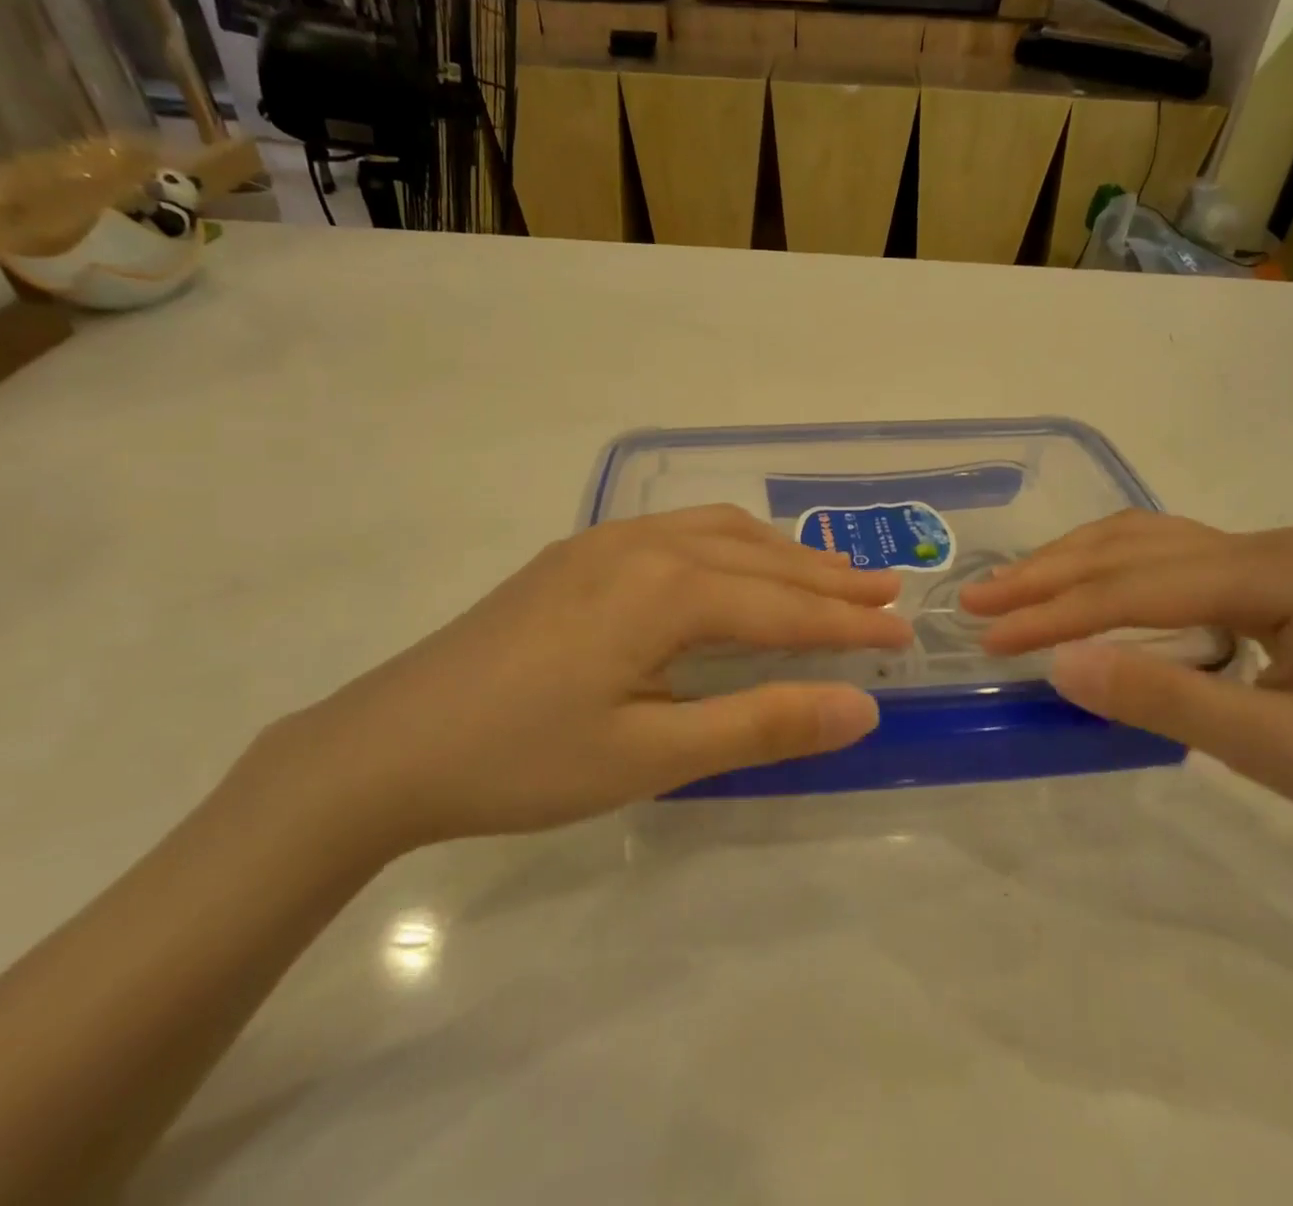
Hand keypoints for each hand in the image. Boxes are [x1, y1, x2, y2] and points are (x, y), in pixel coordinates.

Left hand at [270, 507, 912, 851]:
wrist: (387, 745)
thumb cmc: (523, 759)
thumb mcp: (652, 755)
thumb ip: (759, 723)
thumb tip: (860, 706)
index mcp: (665, 590)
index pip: (783, 606)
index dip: (848, 623)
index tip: (905, 633)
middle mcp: (642, 546)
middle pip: (757, 556)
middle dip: (827, 576)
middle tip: (886, 590)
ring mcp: (602, 544)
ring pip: (716, 532)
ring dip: (778, 552)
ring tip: (825, 571)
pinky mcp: (573, 557)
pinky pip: (674, 531)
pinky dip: (726, 543)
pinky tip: (729, 564)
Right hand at [961, 512, 1292, 851]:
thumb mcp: (1281, 749)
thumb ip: (1167, 700)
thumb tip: (1062, 664)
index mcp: (1279, 572)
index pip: (1139, 585)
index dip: (1057, 611)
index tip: (989, 635)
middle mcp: (1267, 543)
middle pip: (1132, 547)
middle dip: (1047, 574)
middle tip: (976, 599)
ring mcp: (1267, 553)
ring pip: (1143, 541)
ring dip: (1070, 563)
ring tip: (1010, 587)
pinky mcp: (1264, 575)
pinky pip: (1166, 558)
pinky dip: (1108, 571)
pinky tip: (1079, 586)